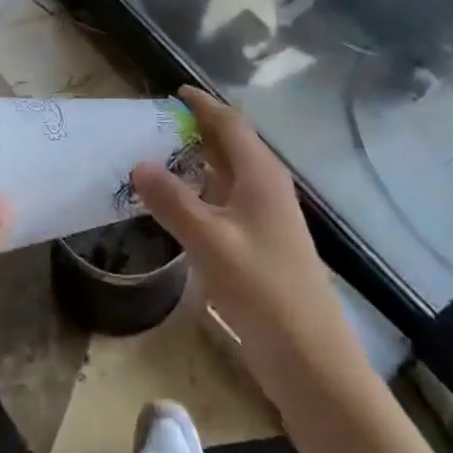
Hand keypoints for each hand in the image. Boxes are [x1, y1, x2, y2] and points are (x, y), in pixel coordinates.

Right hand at [131, 87, 367, 418]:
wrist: (313, 362)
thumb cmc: (263, 291)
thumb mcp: (210, 242)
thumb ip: (173, 201)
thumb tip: (138, 163)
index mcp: (260, 174)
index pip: (230, 123)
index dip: (202, 105)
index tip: (173, 91)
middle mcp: (266, 187)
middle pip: (232, 144)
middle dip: (198, 129)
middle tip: (156, 123)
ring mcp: (267, 218)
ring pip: (230, 174)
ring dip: (199, 160)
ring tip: (160, 156)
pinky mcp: (262, 246)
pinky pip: (228, 201)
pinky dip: (203, 192)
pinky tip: (181, 206)